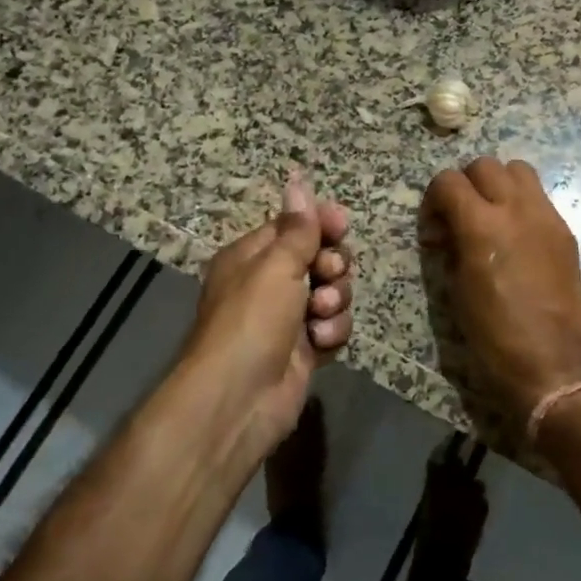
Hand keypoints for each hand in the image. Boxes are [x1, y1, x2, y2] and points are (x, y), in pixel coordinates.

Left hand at [187, 171, 352, 440]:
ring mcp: (288, 317)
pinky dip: (332, 331)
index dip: (321, 223)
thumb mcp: (276, 265)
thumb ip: (298, 227)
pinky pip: (333, 326)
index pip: (294, 226)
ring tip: (319, 316)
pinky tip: (321, 342)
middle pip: (320, 257)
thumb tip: (297, 180)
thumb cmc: (251, 320)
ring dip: (334, 301)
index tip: (342, 224)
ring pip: (333, 292)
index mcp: (252, 257)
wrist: (238, 399)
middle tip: (328, 274)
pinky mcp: (305, 349)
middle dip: (332, 266)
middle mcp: (270, 283)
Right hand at [419, 156, 580, 426]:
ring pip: (518, 170)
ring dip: (500, 184)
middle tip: (462, 215)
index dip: (434, 198)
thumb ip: (452, 244)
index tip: (435, 226)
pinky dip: (523, 204)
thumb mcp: (457, 287)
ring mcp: (545, 216)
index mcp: (481, 225)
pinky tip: (518, 235)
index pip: (449, 180)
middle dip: (467, 184)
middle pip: (485, 165)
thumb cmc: (492, 331)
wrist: (548, 357)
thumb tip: (448, 230)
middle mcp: (515, 209)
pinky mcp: (564, 230)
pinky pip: (540, 198)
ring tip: (494, 214)